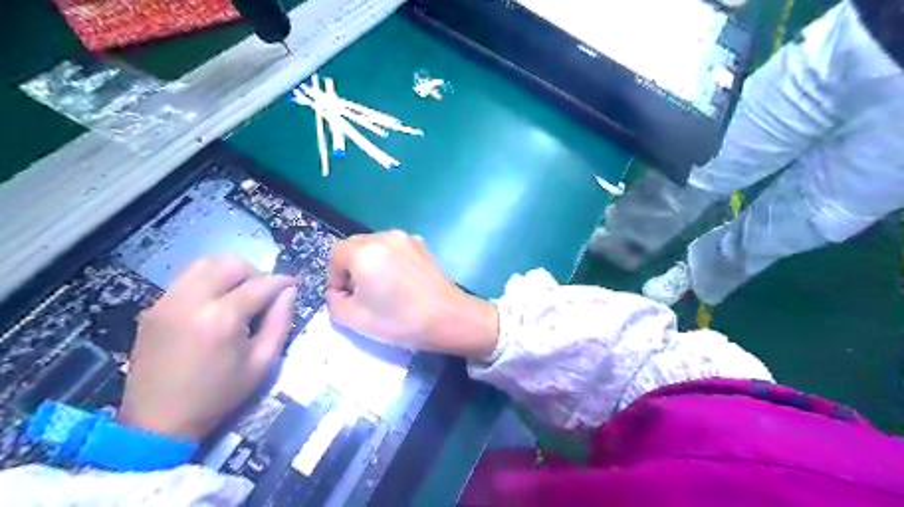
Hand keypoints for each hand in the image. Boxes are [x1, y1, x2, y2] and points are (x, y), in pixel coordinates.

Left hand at [116, 257, 297, 439]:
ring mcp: (167, 302)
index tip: (293, 286)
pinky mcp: (154, 308)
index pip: (260, 284)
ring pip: (206, 264)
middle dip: (255, 273)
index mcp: (222, 318)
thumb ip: (280, 322)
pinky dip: (208, 281)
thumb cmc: (218, 395)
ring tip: (239, 296)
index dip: (282, 282)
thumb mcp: (262, 363)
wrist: (157, 422)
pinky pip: (187, 278)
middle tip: (263, 294)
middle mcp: (191, 301)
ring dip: (229, 273)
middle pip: (230, 264)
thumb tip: (289, 292)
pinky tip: (215, 304)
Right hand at [326, 232, 496, 357]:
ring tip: (382, 287)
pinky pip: (394, 248)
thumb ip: (334, 302)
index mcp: (365, 252)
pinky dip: (389, 260)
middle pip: (354, 245)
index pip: (336, 254)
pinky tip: (401, 281)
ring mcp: (406, 238)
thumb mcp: (355, 320)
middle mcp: (384, 237)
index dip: (334, 276)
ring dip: (370, 262)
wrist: (449, 317)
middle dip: (351, 268)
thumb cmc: (400, 320)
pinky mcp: (422, 245)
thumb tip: (339, 292)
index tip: (345, 296)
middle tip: (361, 293)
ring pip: (375, 245)